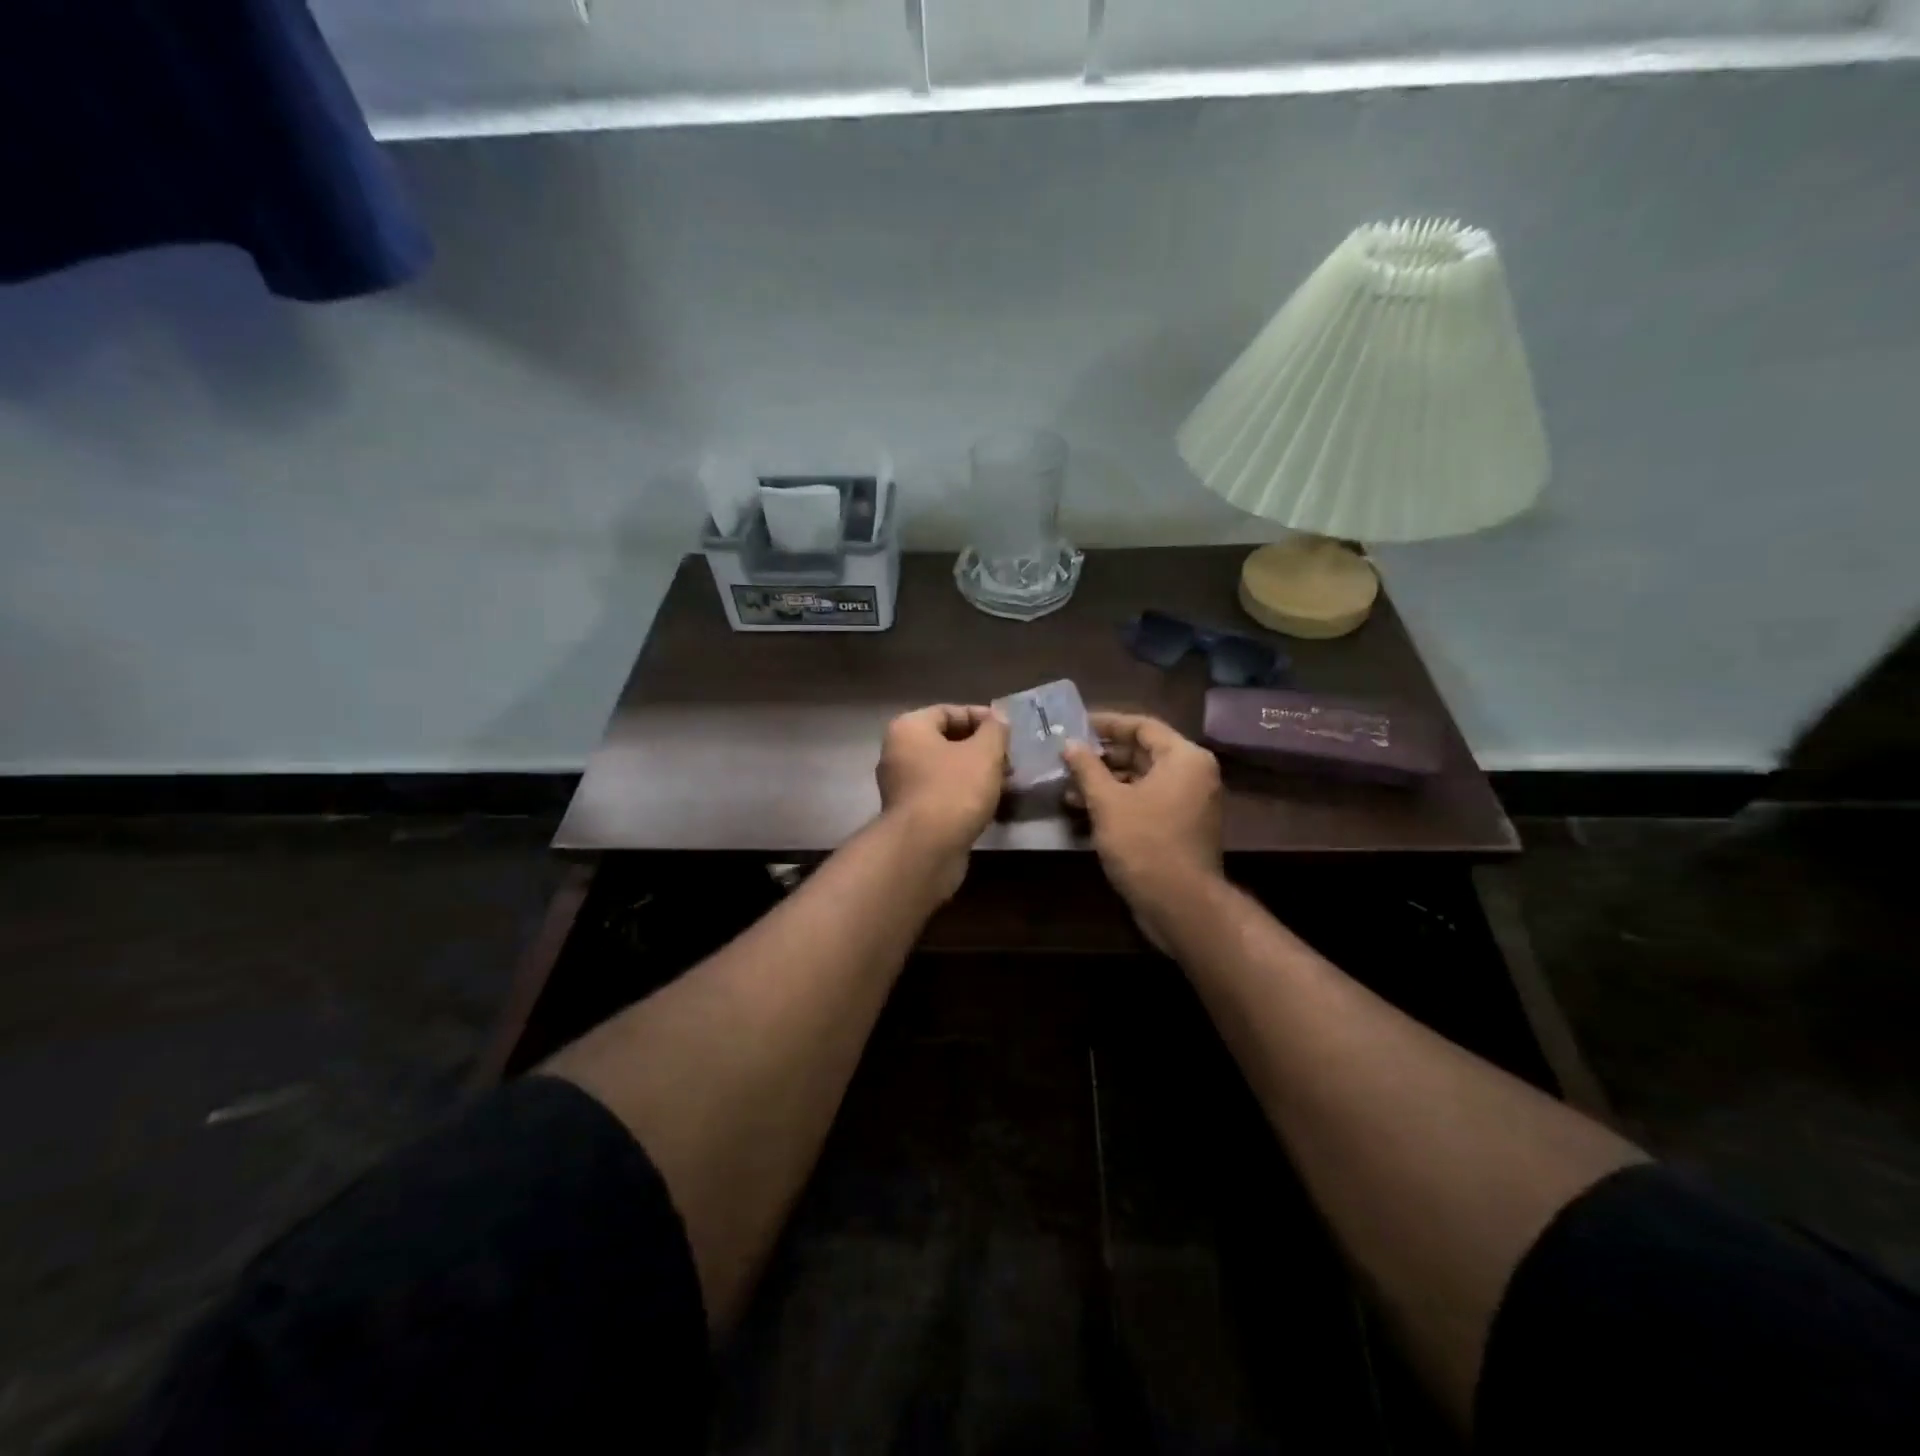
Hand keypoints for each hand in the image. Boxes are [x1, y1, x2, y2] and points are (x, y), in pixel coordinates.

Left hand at [875, 705, 1008, 897]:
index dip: (981, 718)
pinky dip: (965, 795)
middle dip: (981, 749)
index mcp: (908, 729)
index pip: (948, 711)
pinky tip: (989, 805)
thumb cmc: (953, 790)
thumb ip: (995, 730)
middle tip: (1010, 761)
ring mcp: (902, 787)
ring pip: (946, 770)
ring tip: (1006, 783)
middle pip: (946, 741)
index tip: (1008, 732)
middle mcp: (898, 754)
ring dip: (976, 774)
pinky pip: (942, 795)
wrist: (924, 850)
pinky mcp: (911, 816)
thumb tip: (998, 717)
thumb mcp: (984, 753)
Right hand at [1062, 713, 1223, 948]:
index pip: (1142, 726)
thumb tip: (1070, 743)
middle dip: (1102, 756)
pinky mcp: (1180, 826)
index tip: (1076, 725)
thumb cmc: (1144, 843)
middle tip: (1066, 756)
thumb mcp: (1107, 801)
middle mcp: (1193, 774)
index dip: (1107, 724)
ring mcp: (1189, 802)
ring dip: (1106, 781)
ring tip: (1067, 787)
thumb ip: (1087, 767)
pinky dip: (1119, 801)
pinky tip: (1084, 809)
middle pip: (1142, 752)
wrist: (1179, 903)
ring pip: (1141, 779)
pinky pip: (1147, 801)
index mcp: (1184, 758)